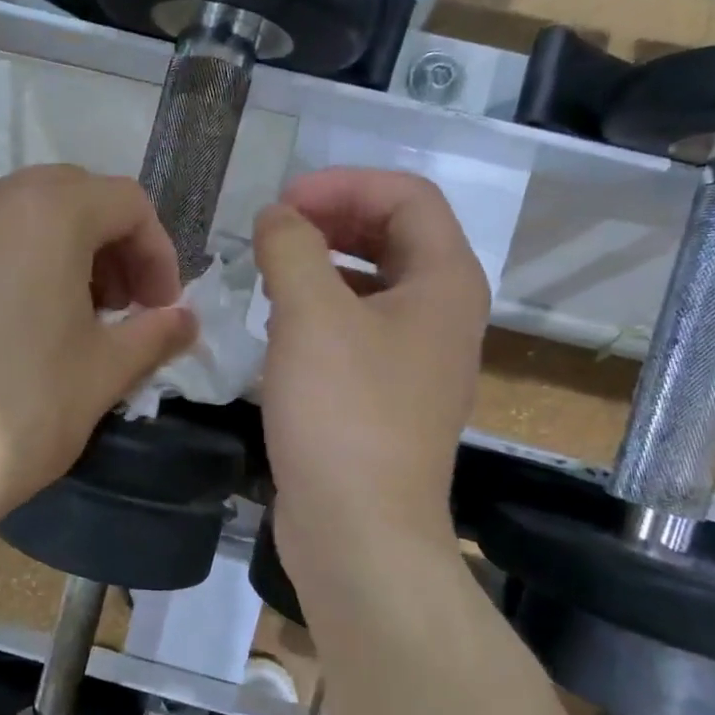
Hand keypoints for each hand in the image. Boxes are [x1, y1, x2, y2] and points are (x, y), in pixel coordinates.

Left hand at [0, 166, 195, 557]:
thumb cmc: (17, 413)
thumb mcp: (103, 373)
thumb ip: (155, 334)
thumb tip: (185, 320)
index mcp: (44, 210)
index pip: (126, 202)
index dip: (158, 254)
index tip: (161, 309)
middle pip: (72, 199)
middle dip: (112, 249)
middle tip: (123, 311)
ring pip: (21, 218)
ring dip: (64, 254)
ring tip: (73, 320)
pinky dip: (15, 264)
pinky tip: (18, 325)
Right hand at [255, 168, 489, 581]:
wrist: (359, 530)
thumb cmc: (342, 413)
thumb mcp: (311, 315)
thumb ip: (292, 247)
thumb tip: (277, 217)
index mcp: (444, 282)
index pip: (406, 196)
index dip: (344, 184)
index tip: (283, 204)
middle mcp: (442, 313)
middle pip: (393, 235)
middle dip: (332, 218)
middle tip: (274, 229)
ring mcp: (416, 357)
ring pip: (372, 282)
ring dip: (322, 262)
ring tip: (270, 269)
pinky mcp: (386, 393)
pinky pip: (357, 326)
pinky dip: (320, 308)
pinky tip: (278, 323)